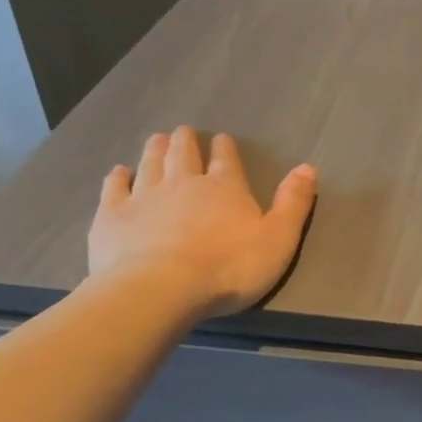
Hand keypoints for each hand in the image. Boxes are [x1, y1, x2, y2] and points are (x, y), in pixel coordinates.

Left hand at [87, 127, 316, 319]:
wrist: (162, 289)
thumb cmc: (230, 267)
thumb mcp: (278, 239)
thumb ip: (294, 203)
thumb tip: (308, 167)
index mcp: (225, 188)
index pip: (226, 159)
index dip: (225, 148)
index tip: (222, 139)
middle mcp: (184, 182)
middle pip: (183, 153)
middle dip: (186, 141)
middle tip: (184, 132)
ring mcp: (144, 196)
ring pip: (150, 163)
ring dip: (156, 149)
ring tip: (158, 139)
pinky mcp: (113, 216)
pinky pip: (115, 187)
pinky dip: (119, 177)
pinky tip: (120, 172)